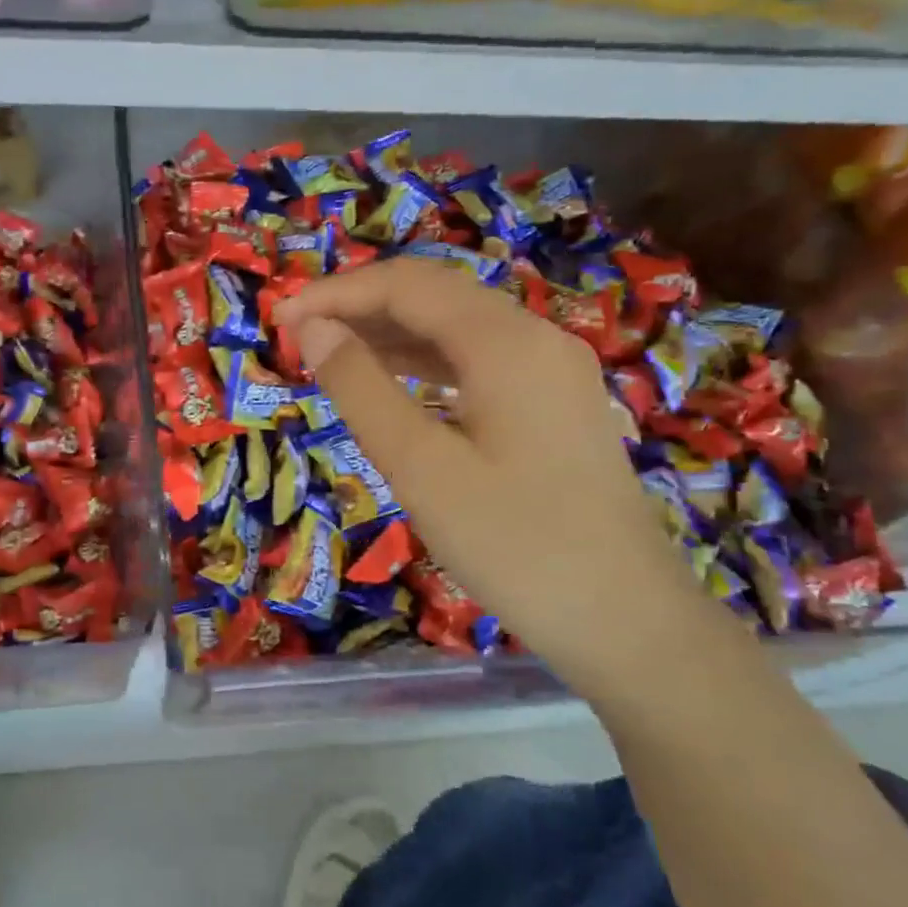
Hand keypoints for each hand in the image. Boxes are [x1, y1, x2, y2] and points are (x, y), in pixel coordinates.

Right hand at [276, 259, 727, 690]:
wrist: (627, 621)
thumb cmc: (516, 545)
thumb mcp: (421, 467)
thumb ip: (361, 390)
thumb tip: (314, 329)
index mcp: (506, 343)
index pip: (408, 285)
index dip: (337, 292)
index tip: (280, 318)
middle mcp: (536, 339)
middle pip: (436, 296)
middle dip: (361, 306)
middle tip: (297, 336)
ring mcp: (553, 373)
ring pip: (458, 329)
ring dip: (391, 333)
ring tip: (330, 355)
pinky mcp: (554, 407)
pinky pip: (478, 363)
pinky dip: (425, 364)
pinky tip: (392, 384)